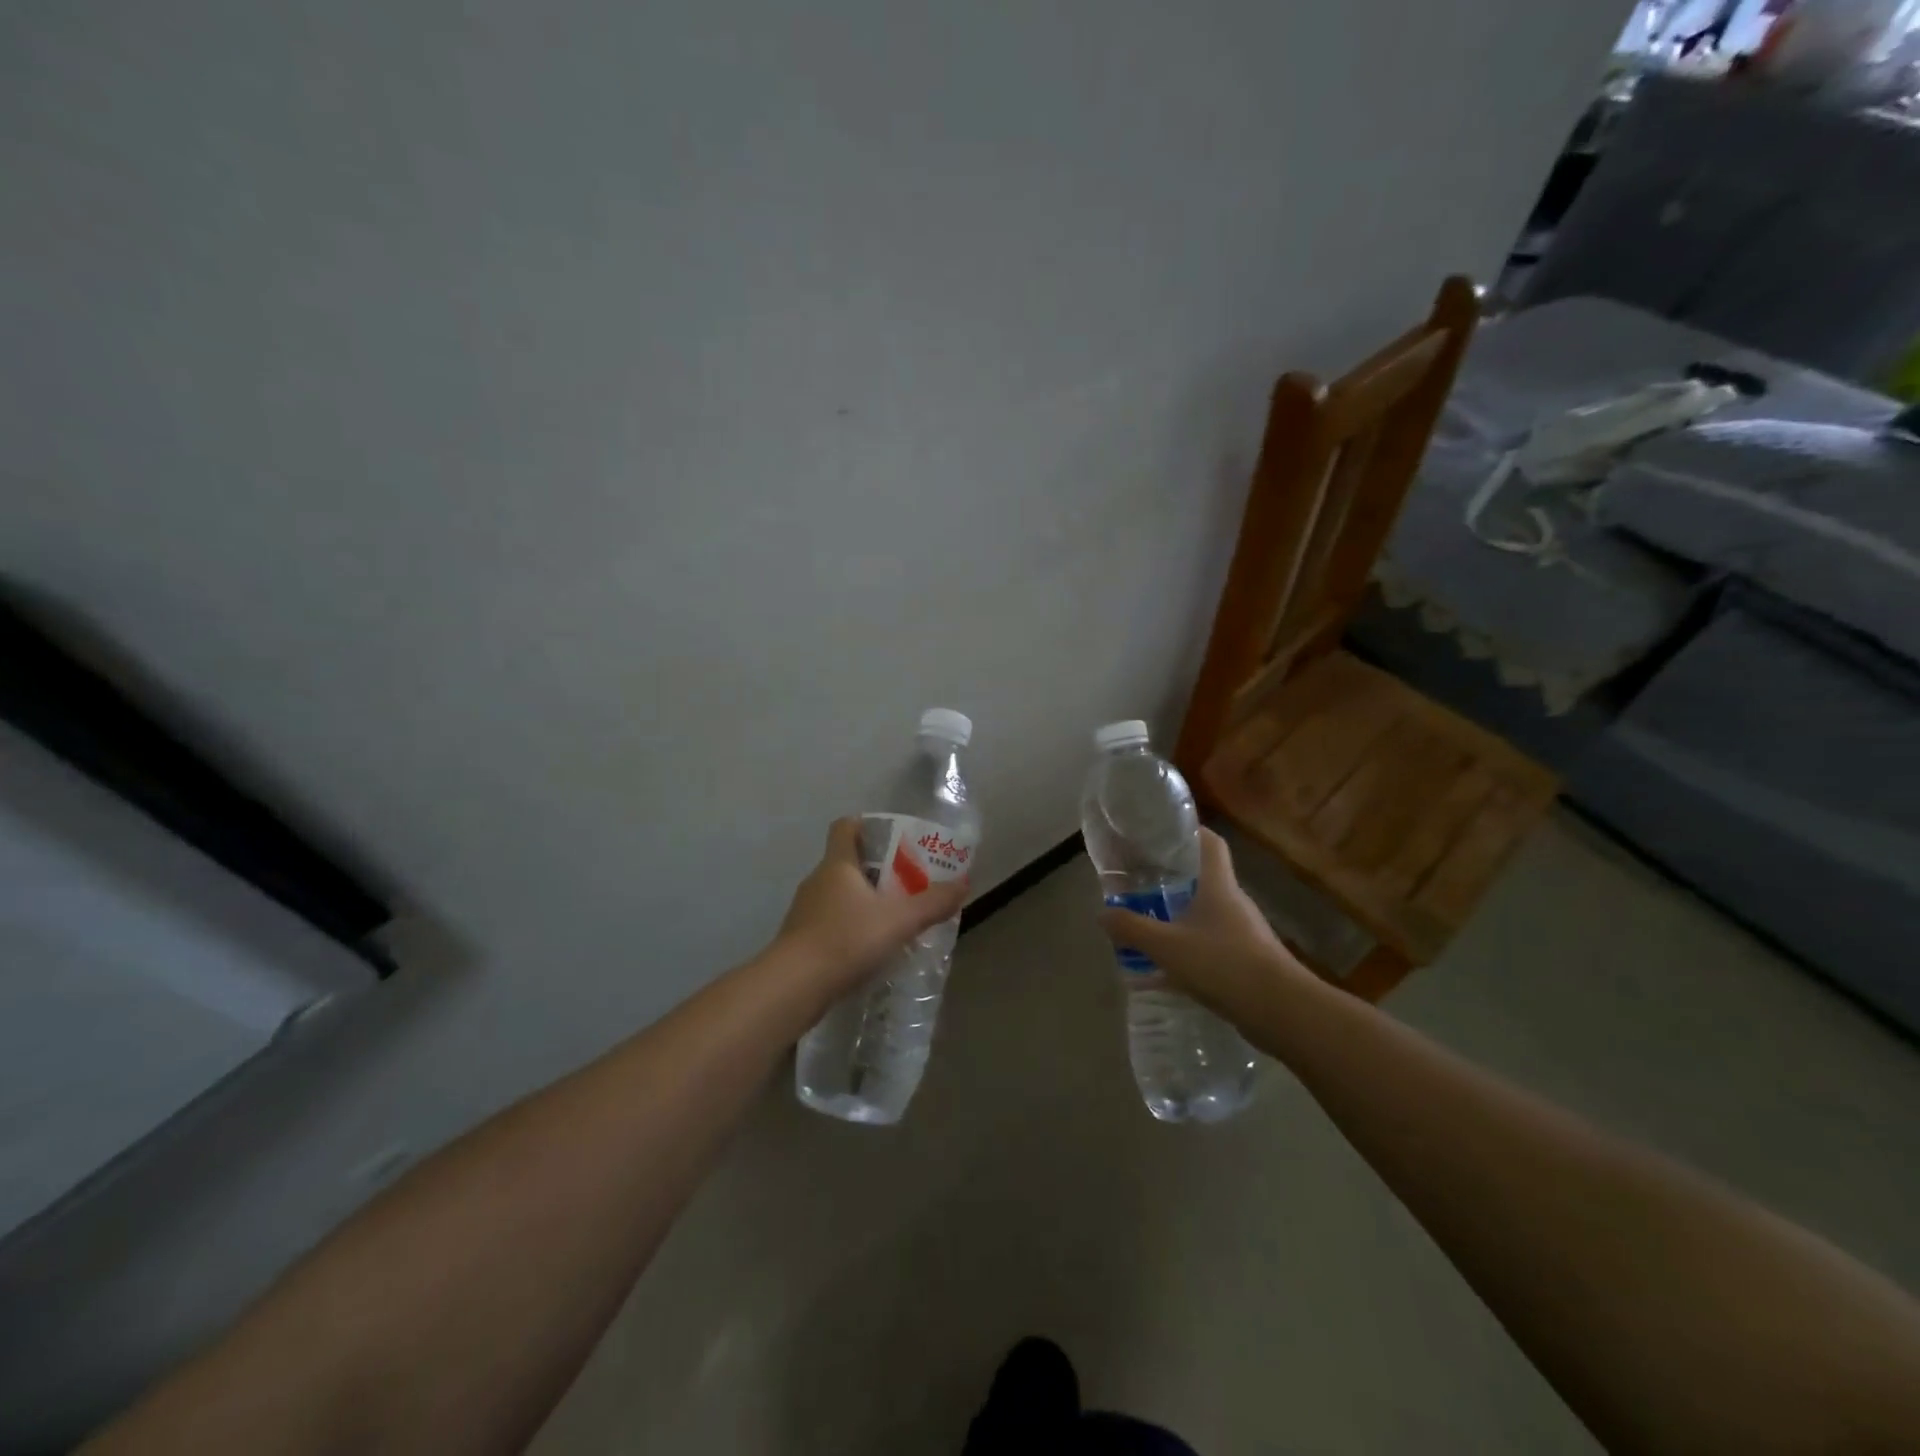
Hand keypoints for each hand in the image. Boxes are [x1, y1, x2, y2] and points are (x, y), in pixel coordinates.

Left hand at [770, 817, 967, 998]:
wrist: (794, 987)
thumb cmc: (846, 939)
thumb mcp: (899, 920)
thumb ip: (932, 903)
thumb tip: (964, 884)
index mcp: (838, 864)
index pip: (845, 827)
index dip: (866, 825)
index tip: (891, 836)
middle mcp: (818, 881)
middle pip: (846, 861)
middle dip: (876, 868)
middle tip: (907, 880)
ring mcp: (805, 911)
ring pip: (839, 894)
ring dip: (864, 900)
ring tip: (894, 916)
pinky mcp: (801, 940)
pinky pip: (831, 922)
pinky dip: (851, 927)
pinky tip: (871, 947)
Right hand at [1096, 828, 1313, 1021]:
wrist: (1281, 1010)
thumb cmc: (1224, 963)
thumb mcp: (1167, 946)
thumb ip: (1132, 928)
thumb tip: (1102, 913)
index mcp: (1218, 885)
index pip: (1209, 842)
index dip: (1188, 831)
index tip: (1161, 830)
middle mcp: (1232, 902)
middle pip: (1202, 878)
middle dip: (1171, 878)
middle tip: (1139, 879)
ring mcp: (1241, 933)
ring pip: (1203, 914)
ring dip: (1177, 916)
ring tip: (1145, 922)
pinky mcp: (1245, 961)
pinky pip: (1208, 947)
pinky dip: (1185, 952)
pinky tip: (1162, 973)